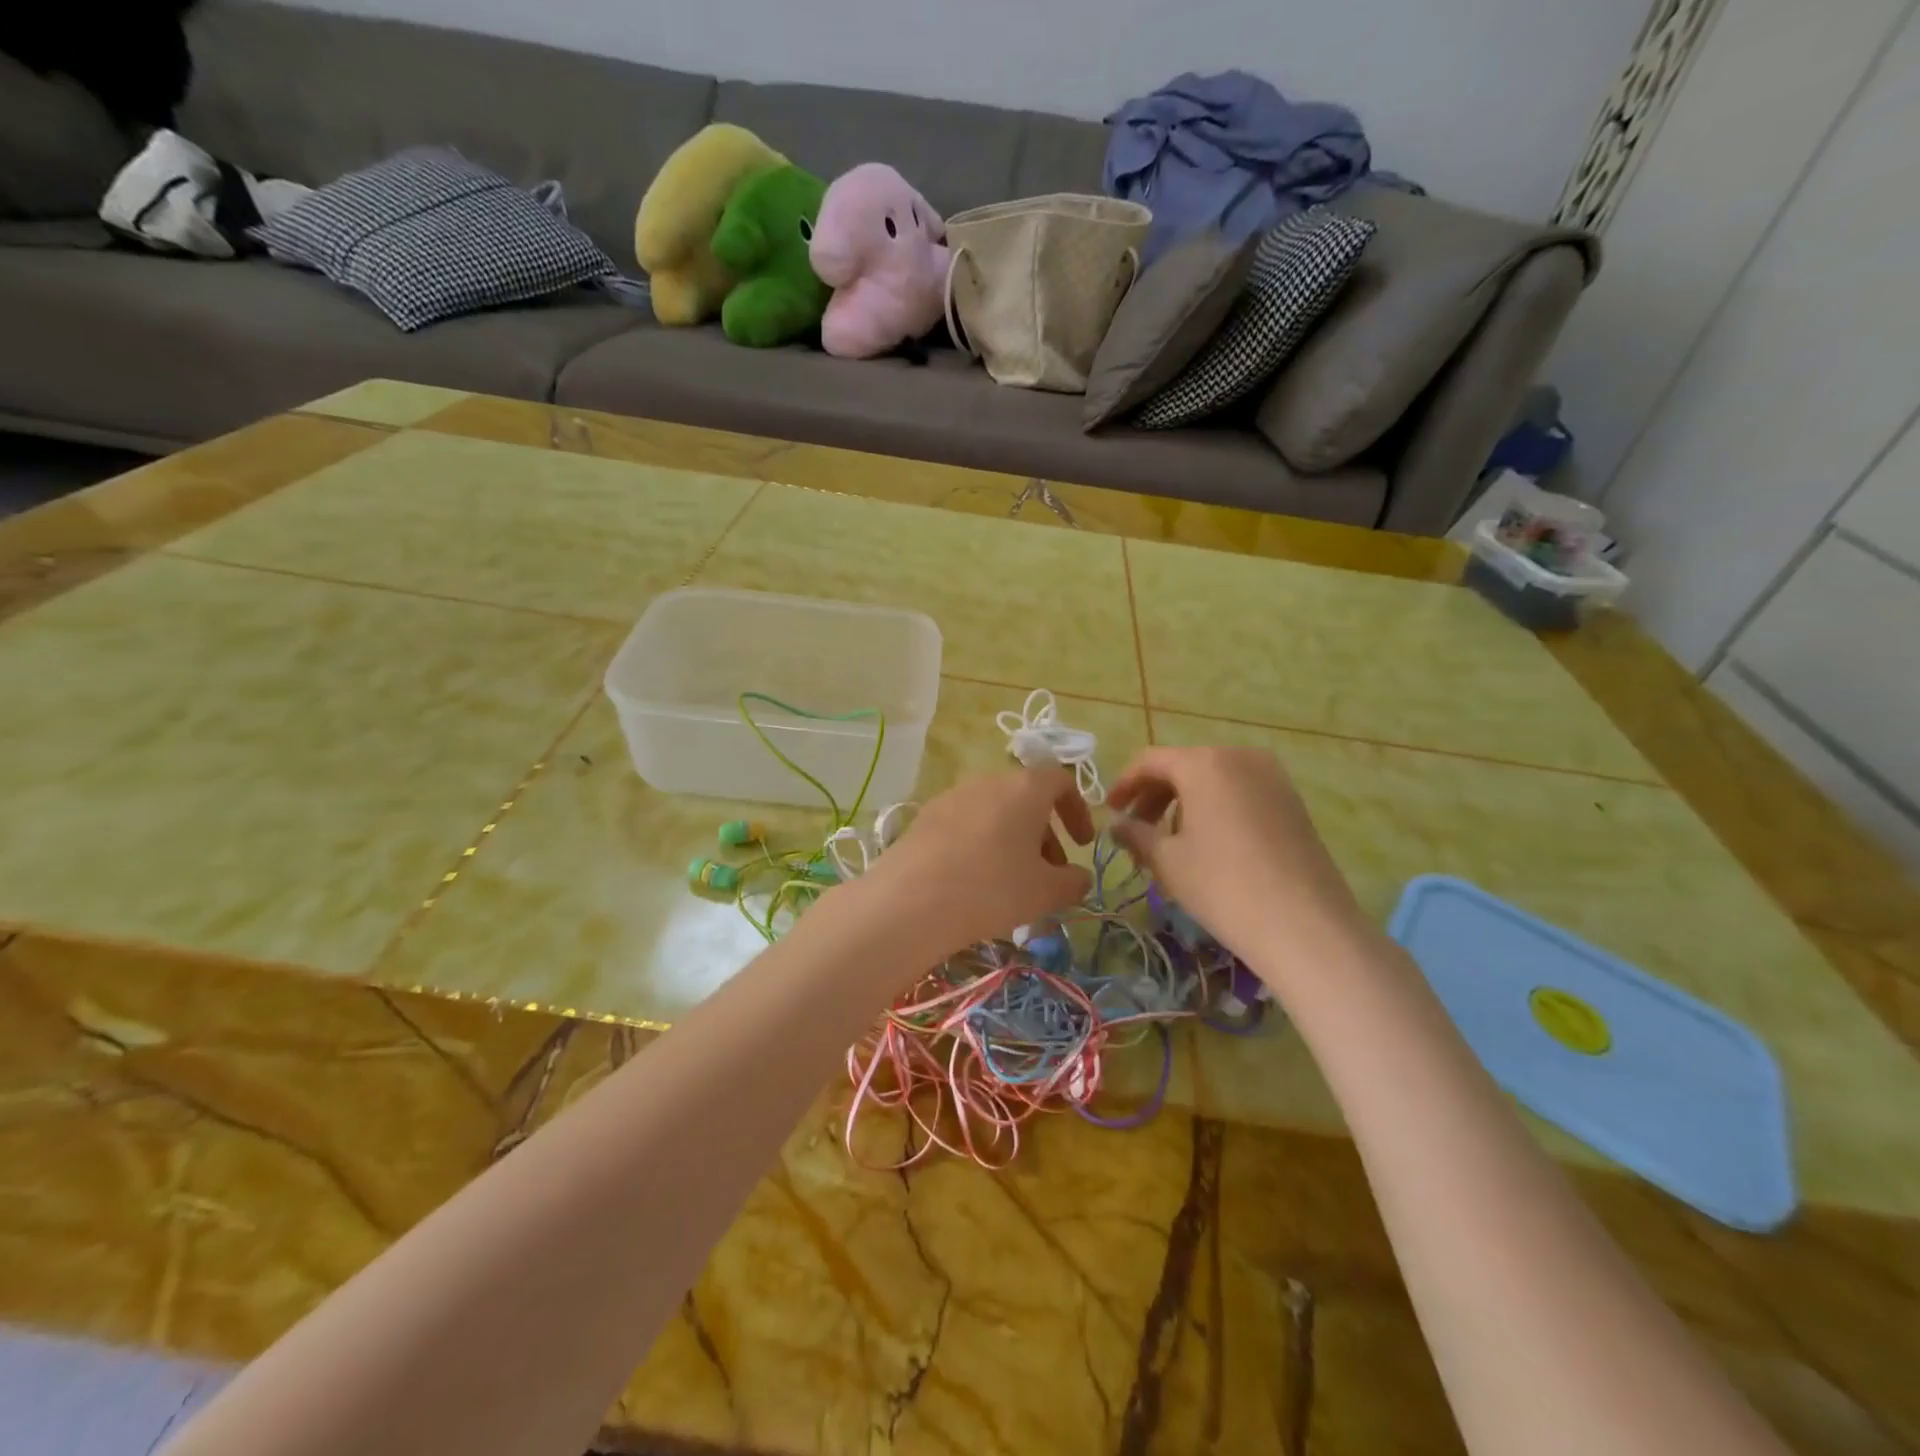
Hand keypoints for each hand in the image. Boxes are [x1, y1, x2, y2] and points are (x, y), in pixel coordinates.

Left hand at [852, 766, 1093, 962]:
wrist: (912, 899)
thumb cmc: (993, 888)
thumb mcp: (1045, 892)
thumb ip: (1073, 882)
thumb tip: (1080, 878)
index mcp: (1024, 788)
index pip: (1061, 780)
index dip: (1077, 810)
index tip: (1081, 845)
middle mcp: (988, 781)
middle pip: (1025, 797)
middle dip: (1044, 832)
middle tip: (1048, 872)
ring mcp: (952, 796)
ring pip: (994, 811)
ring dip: (1012, 839)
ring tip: (1012, 881)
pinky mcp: (925, 816)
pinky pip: (965, 823)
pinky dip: (980, 843)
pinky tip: (974, 880)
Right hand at [1108, 746, 1366, 970]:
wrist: (1305, 925)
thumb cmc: (1222, 885)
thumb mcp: (1167, 860)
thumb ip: (1135, 834)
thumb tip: (1117, 825)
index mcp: (1204, 763)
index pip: (1151, 761)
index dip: (1124, 784)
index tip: (1109, 810)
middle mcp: (1240, 756)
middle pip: (1184, 766)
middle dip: (1154, 795)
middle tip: (1135, 829)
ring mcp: (1273, 777)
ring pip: (1214, 779)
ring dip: (1184, 802)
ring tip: (1169, 841)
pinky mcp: (1292, 801)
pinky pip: (1240, 792)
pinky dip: (1215, 807)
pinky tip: (1208, 843)